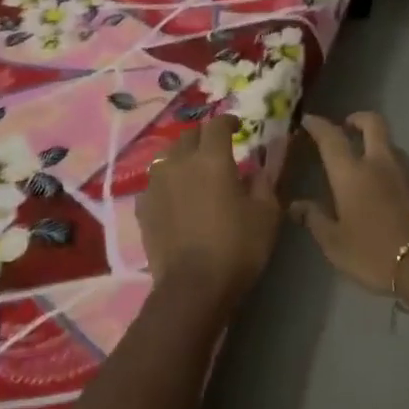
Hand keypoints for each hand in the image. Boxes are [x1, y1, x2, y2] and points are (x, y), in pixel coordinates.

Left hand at [137, 116, 281, 301]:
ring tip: (193, 170)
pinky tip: (175, 197)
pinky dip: (166, 183)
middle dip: (203, 137)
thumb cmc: (237, 247)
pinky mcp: (142, 207)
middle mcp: (179, 163)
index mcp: (212, 159)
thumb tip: (258, 170)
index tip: (237, 127)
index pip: (217, 125)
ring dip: (182, 157)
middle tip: (216, 149)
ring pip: (167, 157)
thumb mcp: (266, 215)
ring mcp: (156, 184)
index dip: (228, 121)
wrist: (193, 287)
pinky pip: (155, 183)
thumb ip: (264, 184)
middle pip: (188, 136)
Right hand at [290, 113, 408, 296]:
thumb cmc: (374, 253)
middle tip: (347, 127)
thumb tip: (296, 205)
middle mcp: (380, 163)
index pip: (331, 137)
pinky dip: (393, 172)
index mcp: (351, 173)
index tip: (309, 120)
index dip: (318, 125)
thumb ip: (315, 219)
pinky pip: (406, 170)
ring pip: (392, 145)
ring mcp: (408, 174)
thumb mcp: (335, 244)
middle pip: (373, 123)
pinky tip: (389, 193)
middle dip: (358, 118)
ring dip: (378, 145)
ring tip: (367, 163)